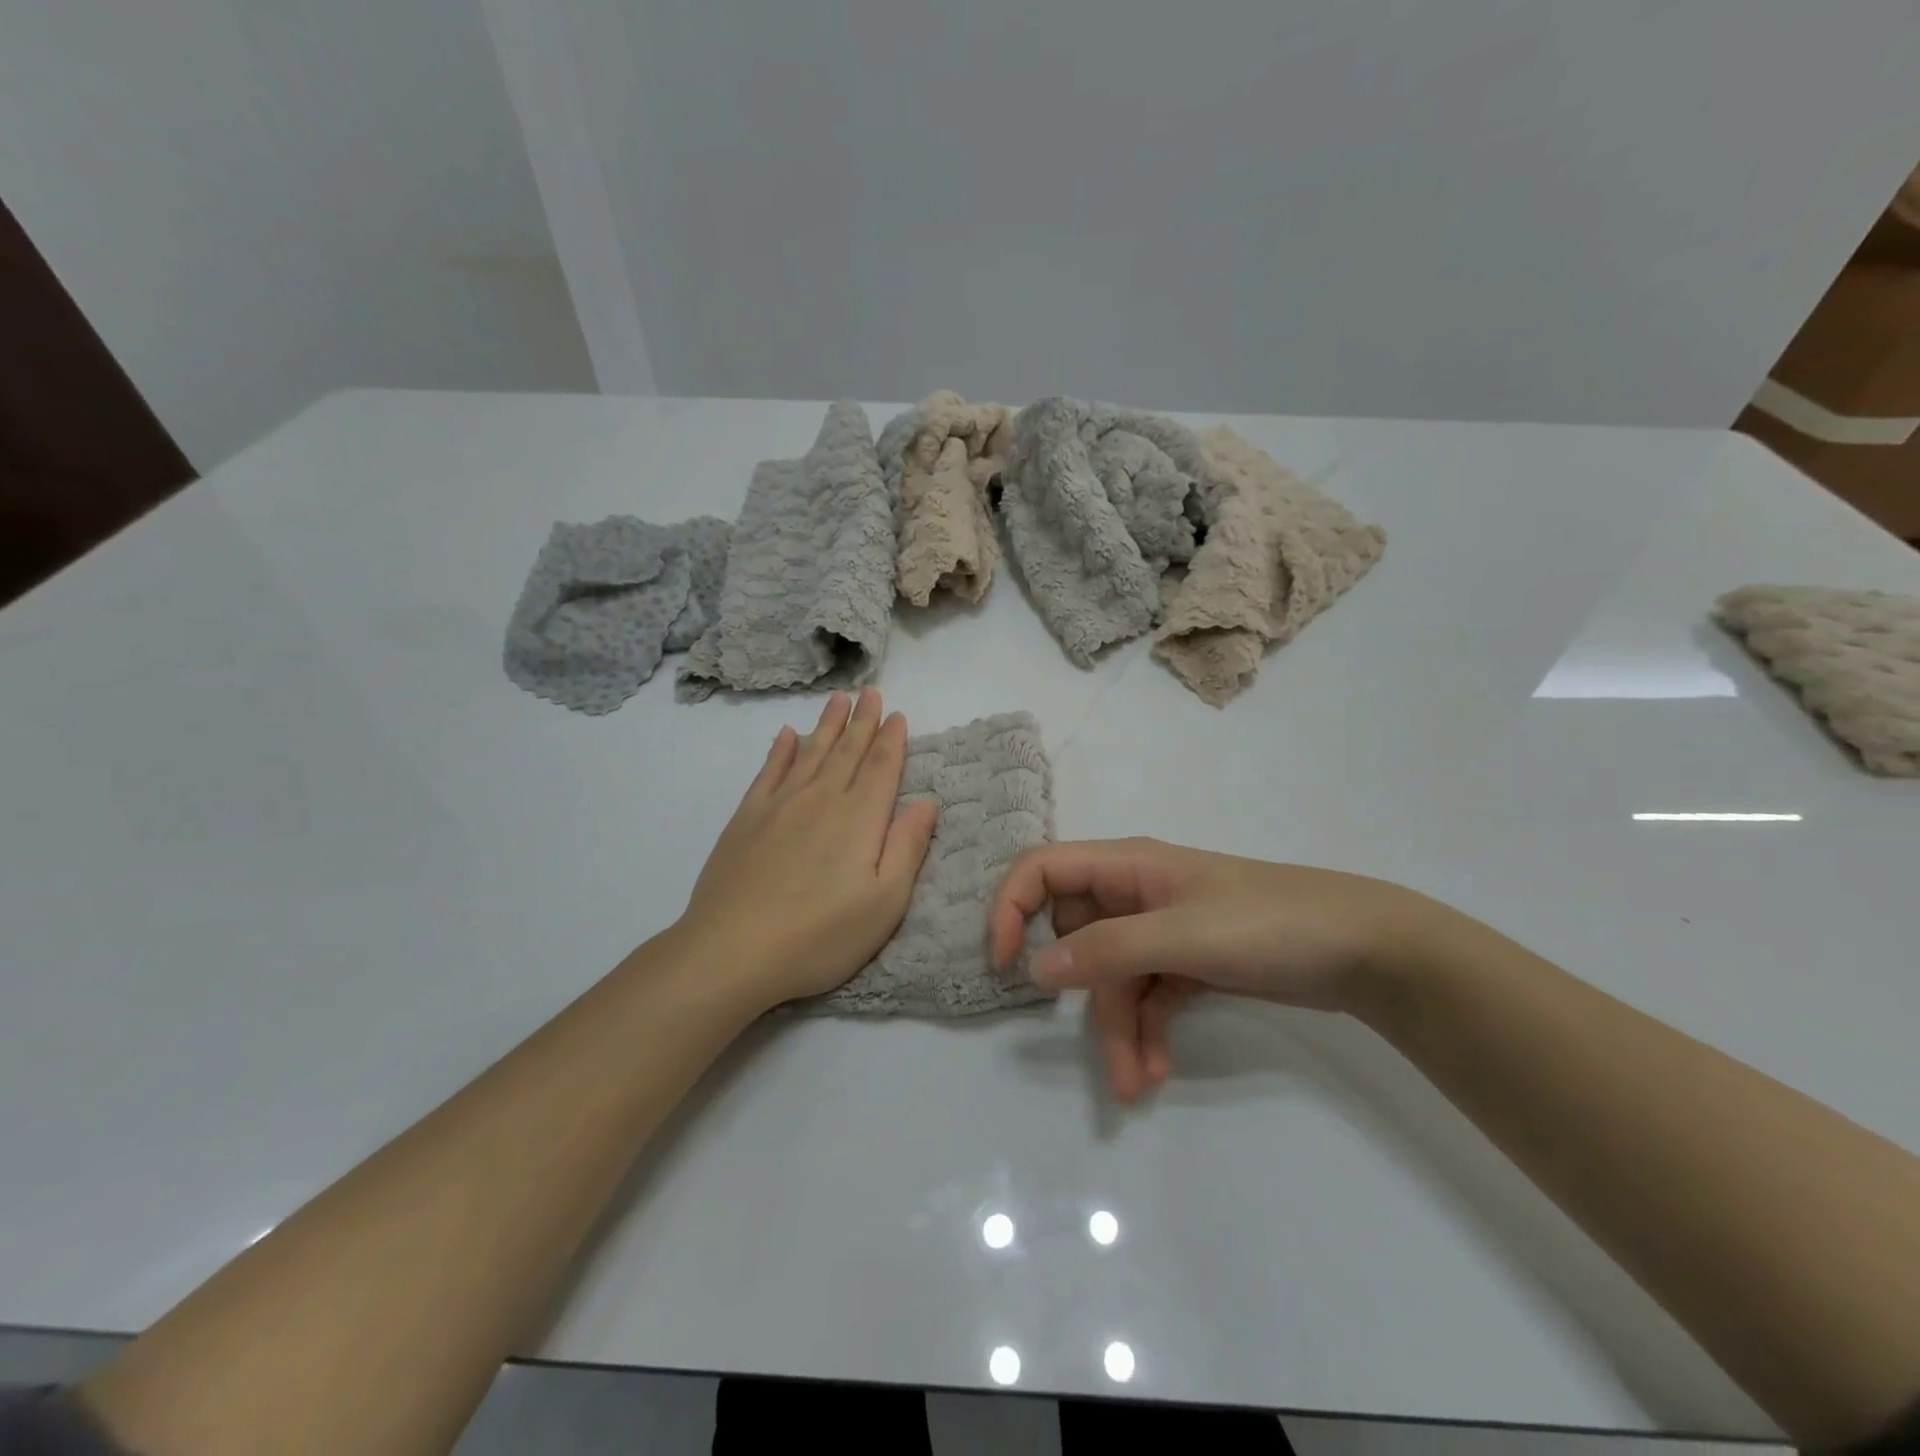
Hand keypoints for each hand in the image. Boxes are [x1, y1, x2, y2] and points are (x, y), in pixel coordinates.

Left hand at [677, 688, 939, 1010]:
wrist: (732, 952)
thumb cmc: (820, 936)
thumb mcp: (884, 903)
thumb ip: (908, 847)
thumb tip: (927, 801)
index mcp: (859, 819)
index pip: (881, 768)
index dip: (892, 740)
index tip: (898, 715)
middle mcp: (821, 800)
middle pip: (847, 751)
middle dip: (862, 721)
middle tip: (870, 693)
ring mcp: (779, 806)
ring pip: (810, 753)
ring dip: (827, 725)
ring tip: (838, 700)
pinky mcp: (746, 820)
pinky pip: (768, 772)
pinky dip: (781, 750)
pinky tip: (787, 735)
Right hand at [989, 838, 1447, 1101]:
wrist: (1365, 949)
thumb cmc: (1268, 923)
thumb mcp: (1181, 935)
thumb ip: (1106, 950)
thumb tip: (1034, 968)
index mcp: (1127, 867)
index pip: (1043, 869)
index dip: (1011, 907)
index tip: (1003, 962)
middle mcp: (1136, 894)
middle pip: (1078, 938)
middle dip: (1083, 996)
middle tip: (1100, 1049)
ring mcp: (1164, 930)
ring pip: (1114, 978)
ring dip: (1118, 1030)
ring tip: (1136, 1086)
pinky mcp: (1190, 963)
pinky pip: (1148, 996)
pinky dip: (1147, 1032)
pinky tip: (1158, 1071)